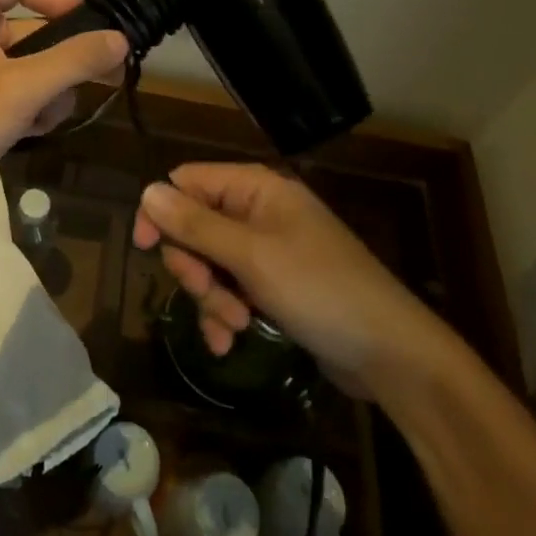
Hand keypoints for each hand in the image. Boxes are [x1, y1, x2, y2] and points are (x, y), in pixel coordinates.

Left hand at [0, 0, 127, 228]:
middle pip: (33, 28)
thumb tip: (120, 39)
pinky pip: (21, 96)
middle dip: (61, 59)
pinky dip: (33, 110)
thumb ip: (73, 61)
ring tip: (45, 116)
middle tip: (100, 78)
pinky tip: (33, 132)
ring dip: (50, 91)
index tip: (84, 26)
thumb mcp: (21, 88)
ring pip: (33, 68)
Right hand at [132, 163, 456, 397]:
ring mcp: (267, 249)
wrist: (391, 353)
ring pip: (209, 263)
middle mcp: (258, 211)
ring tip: (233, 327)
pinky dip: (224, 314)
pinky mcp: (273, 285)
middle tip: (209, 296)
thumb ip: (196, 224)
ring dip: (210, 298)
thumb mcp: (251, 257)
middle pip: (194, 226)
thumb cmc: (320, 290)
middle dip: (194, 267)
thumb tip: (146, 191)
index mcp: (255, 189)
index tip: (144, 249)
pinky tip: (229, 343)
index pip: (186, 182)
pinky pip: (230, 289)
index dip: (161, 212)